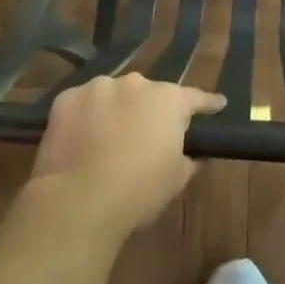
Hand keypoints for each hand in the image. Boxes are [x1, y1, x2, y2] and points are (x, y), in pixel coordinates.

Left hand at [30, 74, 223, 237]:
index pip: (196, 98)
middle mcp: (136, 83)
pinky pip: (83, 104)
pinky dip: (86, 116)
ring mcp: (98, 87)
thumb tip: (193, 154)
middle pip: (149, 94)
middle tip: (148, 134)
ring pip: (114, 95)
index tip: (218, 105)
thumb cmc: (139, 190)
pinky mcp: (66, 98)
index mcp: (169, 100)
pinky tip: (81, 138)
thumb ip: (189, 158)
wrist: (79, 200)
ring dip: (117, 109)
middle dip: (151, 110)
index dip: (208, 104)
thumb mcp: (177, 179)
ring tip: (109, 137)